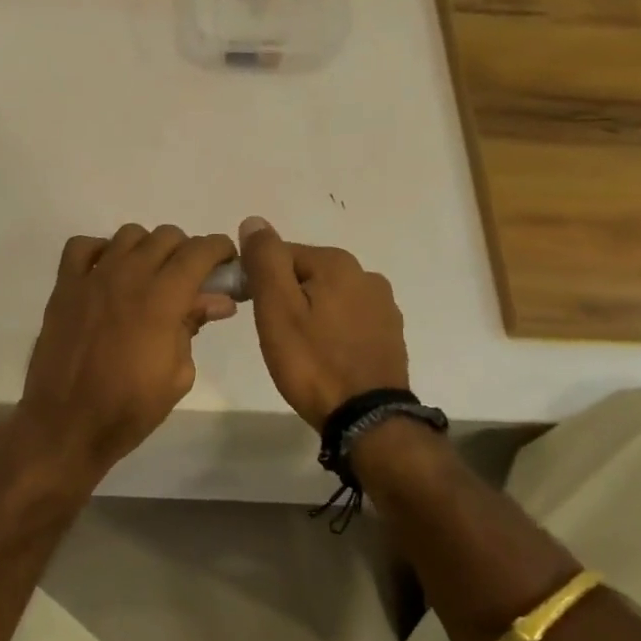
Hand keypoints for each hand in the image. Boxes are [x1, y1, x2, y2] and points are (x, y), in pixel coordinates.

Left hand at [15, 224, 238, 480]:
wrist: (67, 425)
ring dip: (147, 248)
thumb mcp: (178, 374)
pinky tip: (108, 273)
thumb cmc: (129, 408)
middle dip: (186, 251)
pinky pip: (82, 246)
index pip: (199, 251)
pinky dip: (100, 250)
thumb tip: (218, 300)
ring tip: (150, 276)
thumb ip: (194, 327)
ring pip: (128, 235)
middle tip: (190, 279)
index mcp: (162, 299)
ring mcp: (92, 278)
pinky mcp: (64, 287)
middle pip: (166, 236)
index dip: (220, 249)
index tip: (227, 261)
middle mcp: (128, 276)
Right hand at [238, 216, 408, 429]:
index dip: (258, 279)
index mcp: (337, 263)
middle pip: (306, 274)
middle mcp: (366, 274)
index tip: (250, 310)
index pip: (281, 254)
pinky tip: (324, 355)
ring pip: (328, 297)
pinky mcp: (390, 334)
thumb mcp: (276, 309)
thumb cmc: (312, 362)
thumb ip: (265, 260)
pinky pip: (348, 319)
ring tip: (298, 348)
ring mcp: (383, 305)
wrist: (365, 418)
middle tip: (274, 334)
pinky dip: (332, 330)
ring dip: (310, 312)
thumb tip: (254, 221)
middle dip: (286, 296)